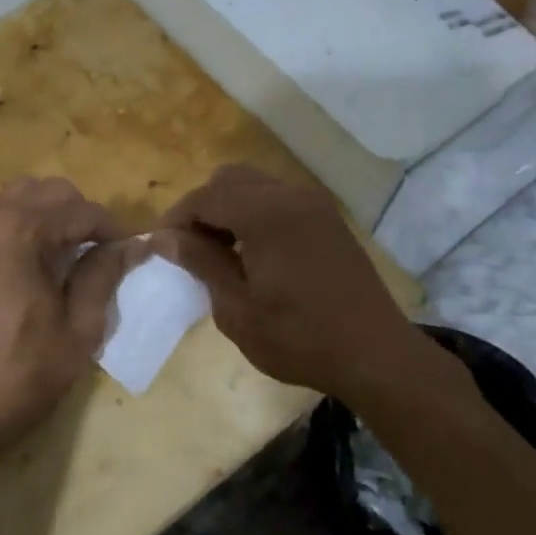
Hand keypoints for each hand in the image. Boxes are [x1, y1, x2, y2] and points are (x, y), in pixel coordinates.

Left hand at [0, 176, 140, 491]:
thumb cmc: (21, 373)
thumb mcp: (78, 328)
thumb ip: (104, 276)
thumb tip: (131, 246)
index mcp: (22, 229)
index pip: (84, 211)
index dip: (115, 231)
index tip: (134, 254)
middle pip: (52, 192)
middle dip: (83, 216)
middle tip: (103, 255)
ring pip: (24, 198)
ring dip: (54, 216)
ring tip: (72, 256)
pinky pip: (1, 218)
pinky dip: (27, 226)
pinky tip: (38, 265)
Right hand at [150, 165, 427, 403]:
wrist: (375, 354)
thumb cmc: (299, 338)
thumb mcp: (237, 308)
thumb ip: (201, 262)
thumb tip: (165, 236)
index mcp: (266, 213)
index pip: (205, 197)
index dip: (176, 219)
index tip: (160, 247)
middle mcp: (290, 195)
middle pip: (229, 180)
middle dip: (202, 207)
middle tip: (189, 248)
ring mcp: (314, 204)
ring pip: (255, 185)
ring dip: (229, 208)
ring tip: (218, 251)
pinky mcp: (327, 218)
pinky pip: (278, 199)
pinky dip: (254, 213)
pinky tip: (252, 252)